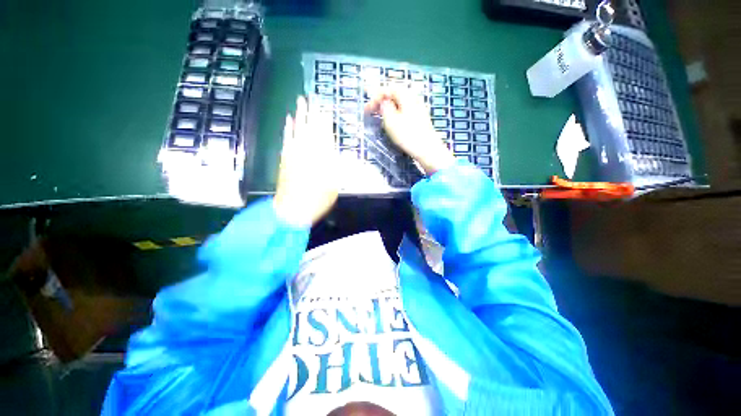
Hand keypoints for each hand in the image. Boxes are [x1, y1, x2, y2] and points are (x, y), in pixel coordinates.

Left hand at [274, 96, 338, 226]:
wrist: (292, 209)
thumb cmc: (318, 199)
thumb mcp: (334, 184)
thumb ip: (336, 165)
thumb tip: (337, 149)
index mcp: (321, 156)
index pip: (324, 134)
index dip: (325, 120)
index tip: (326, 107)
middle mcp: (307, 150)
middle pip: (310, 127)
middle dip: (312, 111)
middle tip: (312, 96)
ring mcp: (294, 152)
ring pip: (298, 128)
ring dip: (300, 114)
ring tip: (300, 100)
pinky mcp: (285, 157)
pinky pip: (286, 138)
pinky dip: (288, 127)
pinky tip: (288, 119)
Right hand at [365, 88, 454, 175]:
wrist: (427, 148)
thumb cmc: (407, 134)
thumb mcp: (391, 121)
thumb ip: (385, 108)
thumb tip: (383, 102)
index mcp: (406, 96)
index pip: (388, 89)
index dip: (375, 98)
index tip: (367, 110)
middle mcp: (414, 98)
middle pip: (395, 95)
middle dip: (382, 102)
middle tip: (373, 111)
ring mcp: (419, 108)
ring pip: (400, 104)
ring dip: (389, 108)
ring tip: (381, 117)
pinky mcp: (420, 119)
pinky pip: (405, 111)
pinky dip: (396, 114)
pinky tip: (393, 123)